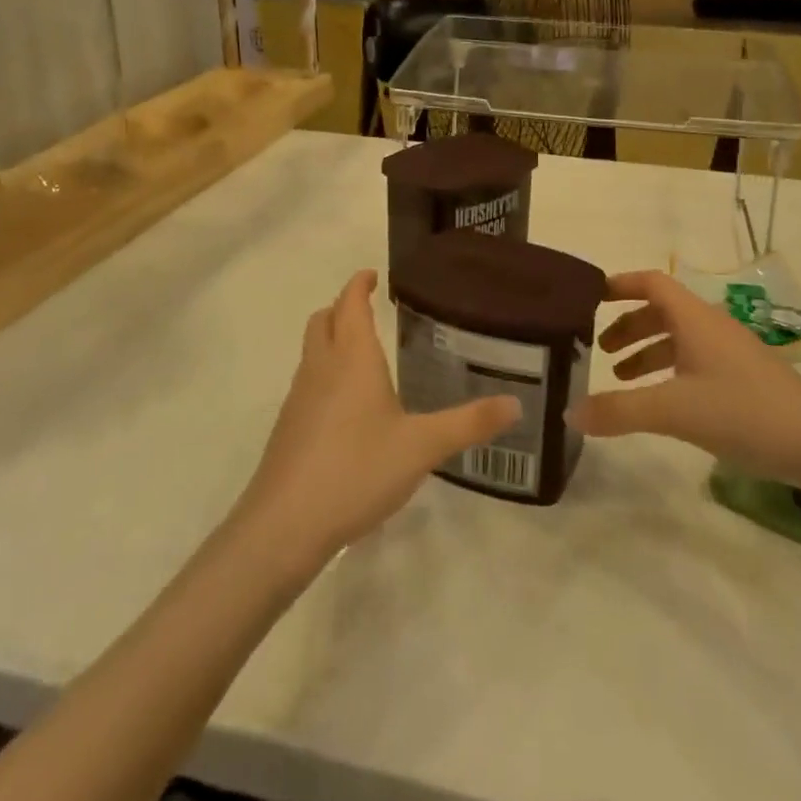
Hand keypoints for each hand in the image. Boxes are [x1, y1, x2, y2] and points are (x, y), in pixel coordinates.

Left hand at [237, 271, 518, 566]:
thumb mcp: (423, 447)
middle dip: (342, 308)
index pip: (350, 303)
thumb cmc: (357, 470)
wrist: (285, 525)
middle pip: (323, 320)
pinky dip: (324, 376)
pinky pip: (307, 384)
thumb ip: (469, 423)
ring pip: (312, 352)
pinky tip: (347, 409)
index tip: (372, 275)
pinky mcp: (288, 429)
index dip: (359, 284)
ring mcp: (299, 399)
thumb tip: (516, 404)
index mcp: (352, 358)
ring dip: (331, 341)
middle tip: (368, 311)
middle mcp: (321, 368)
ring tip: (362, 357)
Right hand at [568, 270, 800, 487]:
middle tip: (598, 348)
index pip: (651, 283)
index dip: (620, 284)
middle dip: (627, 325)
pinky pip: (694, 360)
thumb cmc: (744, 412)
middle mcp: (711, 327)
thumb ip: (620, 411)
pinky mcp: (743, 378)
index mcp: (695, 319)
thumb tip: (569, 414)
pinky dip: (668, 371)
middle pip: (661, 311)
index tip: (590, 297)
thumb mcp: (674, 411)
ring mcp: (730, 352)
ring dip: (646, 351)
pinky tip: (661, 401)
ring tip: (620, 378)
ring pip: (678, 338)